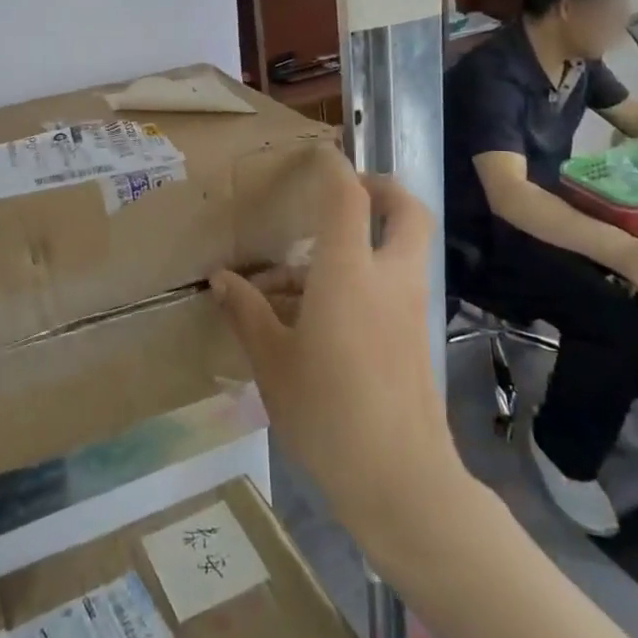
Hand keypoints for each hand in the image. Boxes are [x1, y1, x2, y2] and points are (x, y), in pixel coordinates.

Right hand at [209, 149, 460, 545]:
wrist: (401, 482)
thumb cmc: (327, 413)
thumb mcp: (272, 362)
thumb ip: (247, 312)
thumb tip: (221, 279)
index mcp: (348, 274)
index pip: (348, 198)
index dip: (333, 168)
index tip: (316, 155)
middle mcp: (388, 280)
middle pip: (406, 211)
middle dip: (382, 189)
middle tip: (347, 192)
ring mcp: (410, 310)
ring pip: (400, 250)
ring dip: (366, 241)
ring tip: (304, 274)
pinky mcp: (417, 339)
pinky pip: (395, 287)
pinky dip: (367, 279)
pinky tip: (322, 316)